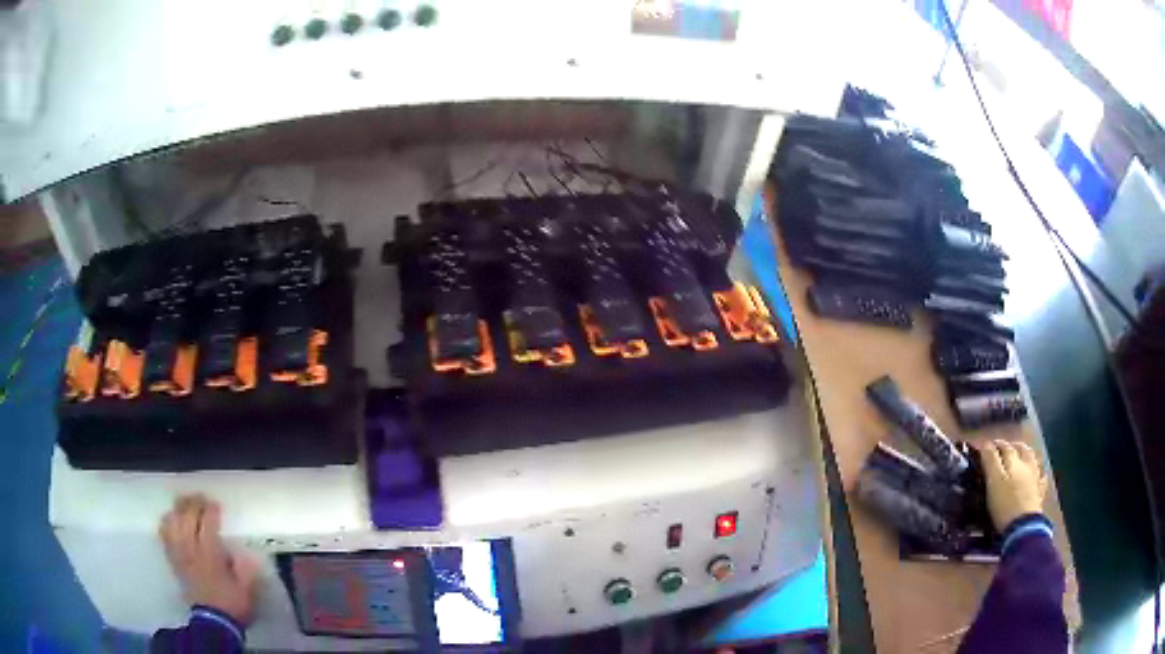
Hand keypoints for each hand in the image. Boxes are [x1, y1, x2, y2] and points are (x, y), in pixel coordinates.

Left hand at [160, 494, 259, 624]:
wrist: (213, 621)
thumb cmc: (231, 604)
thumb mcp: (247, 589)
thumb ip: (246, 568)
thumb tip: (248, 552)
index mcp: (211, 555)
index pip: (208, 523)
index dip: (212, 510)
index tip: (217, 505)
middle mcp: (192, 549)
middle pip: (187, 516)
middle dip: (194, 503)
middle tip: (201, 498)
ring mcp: (180, 554)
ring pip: (173, 522)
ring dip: (178, 509)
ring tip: (185, 503)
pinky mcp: (173, 560)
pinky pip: (164, 535)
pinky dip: (166, 522)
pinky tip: (171, 518)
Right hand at [980, 440, 1047, 531]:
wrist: (1023, 527)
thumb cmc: (1004, 504)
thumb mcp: (993, 481)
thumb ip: (990, 461)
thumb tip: (985, 443)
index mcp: (1014, 461)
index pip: (1004, 447)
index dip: (995, 445)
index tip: (985, 446)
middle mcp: (1027, 464)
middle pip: (1021, 449)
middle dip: (1012, 446)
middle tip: (1004, 449)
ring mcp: (1035, 478)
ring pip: (1032, 460)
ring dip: (1026, 455)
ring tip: (1020, 456)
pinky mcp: (1039, 493)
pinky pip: (1041, 478)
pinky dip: (1039, 473)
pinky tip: (1039, 474)